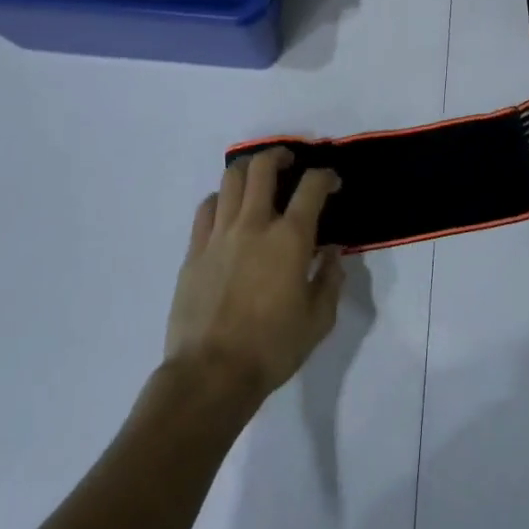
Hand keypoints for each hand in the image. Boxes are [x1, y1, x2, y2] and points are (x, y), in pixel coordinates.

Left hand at [165, 148, 345, 404]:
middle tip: (290, 162)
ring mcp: (219, 234)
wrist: (211, 374)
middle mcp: (254, 225)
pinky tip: (228, 208)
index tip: (332, 182)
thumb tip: (333, 251)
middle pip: (263, 167)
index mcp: (290, 239)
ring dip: (249, 170)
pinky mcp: (195, 250)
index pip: (311, 187)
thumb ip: (330, 278)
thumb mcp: (319, 319)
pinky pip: (206, 207)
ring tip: (259, 177)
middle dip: (280, 155)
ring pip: (231, 180)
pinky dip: (221, 198)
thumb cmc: (272, 348)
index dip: (325, 176)